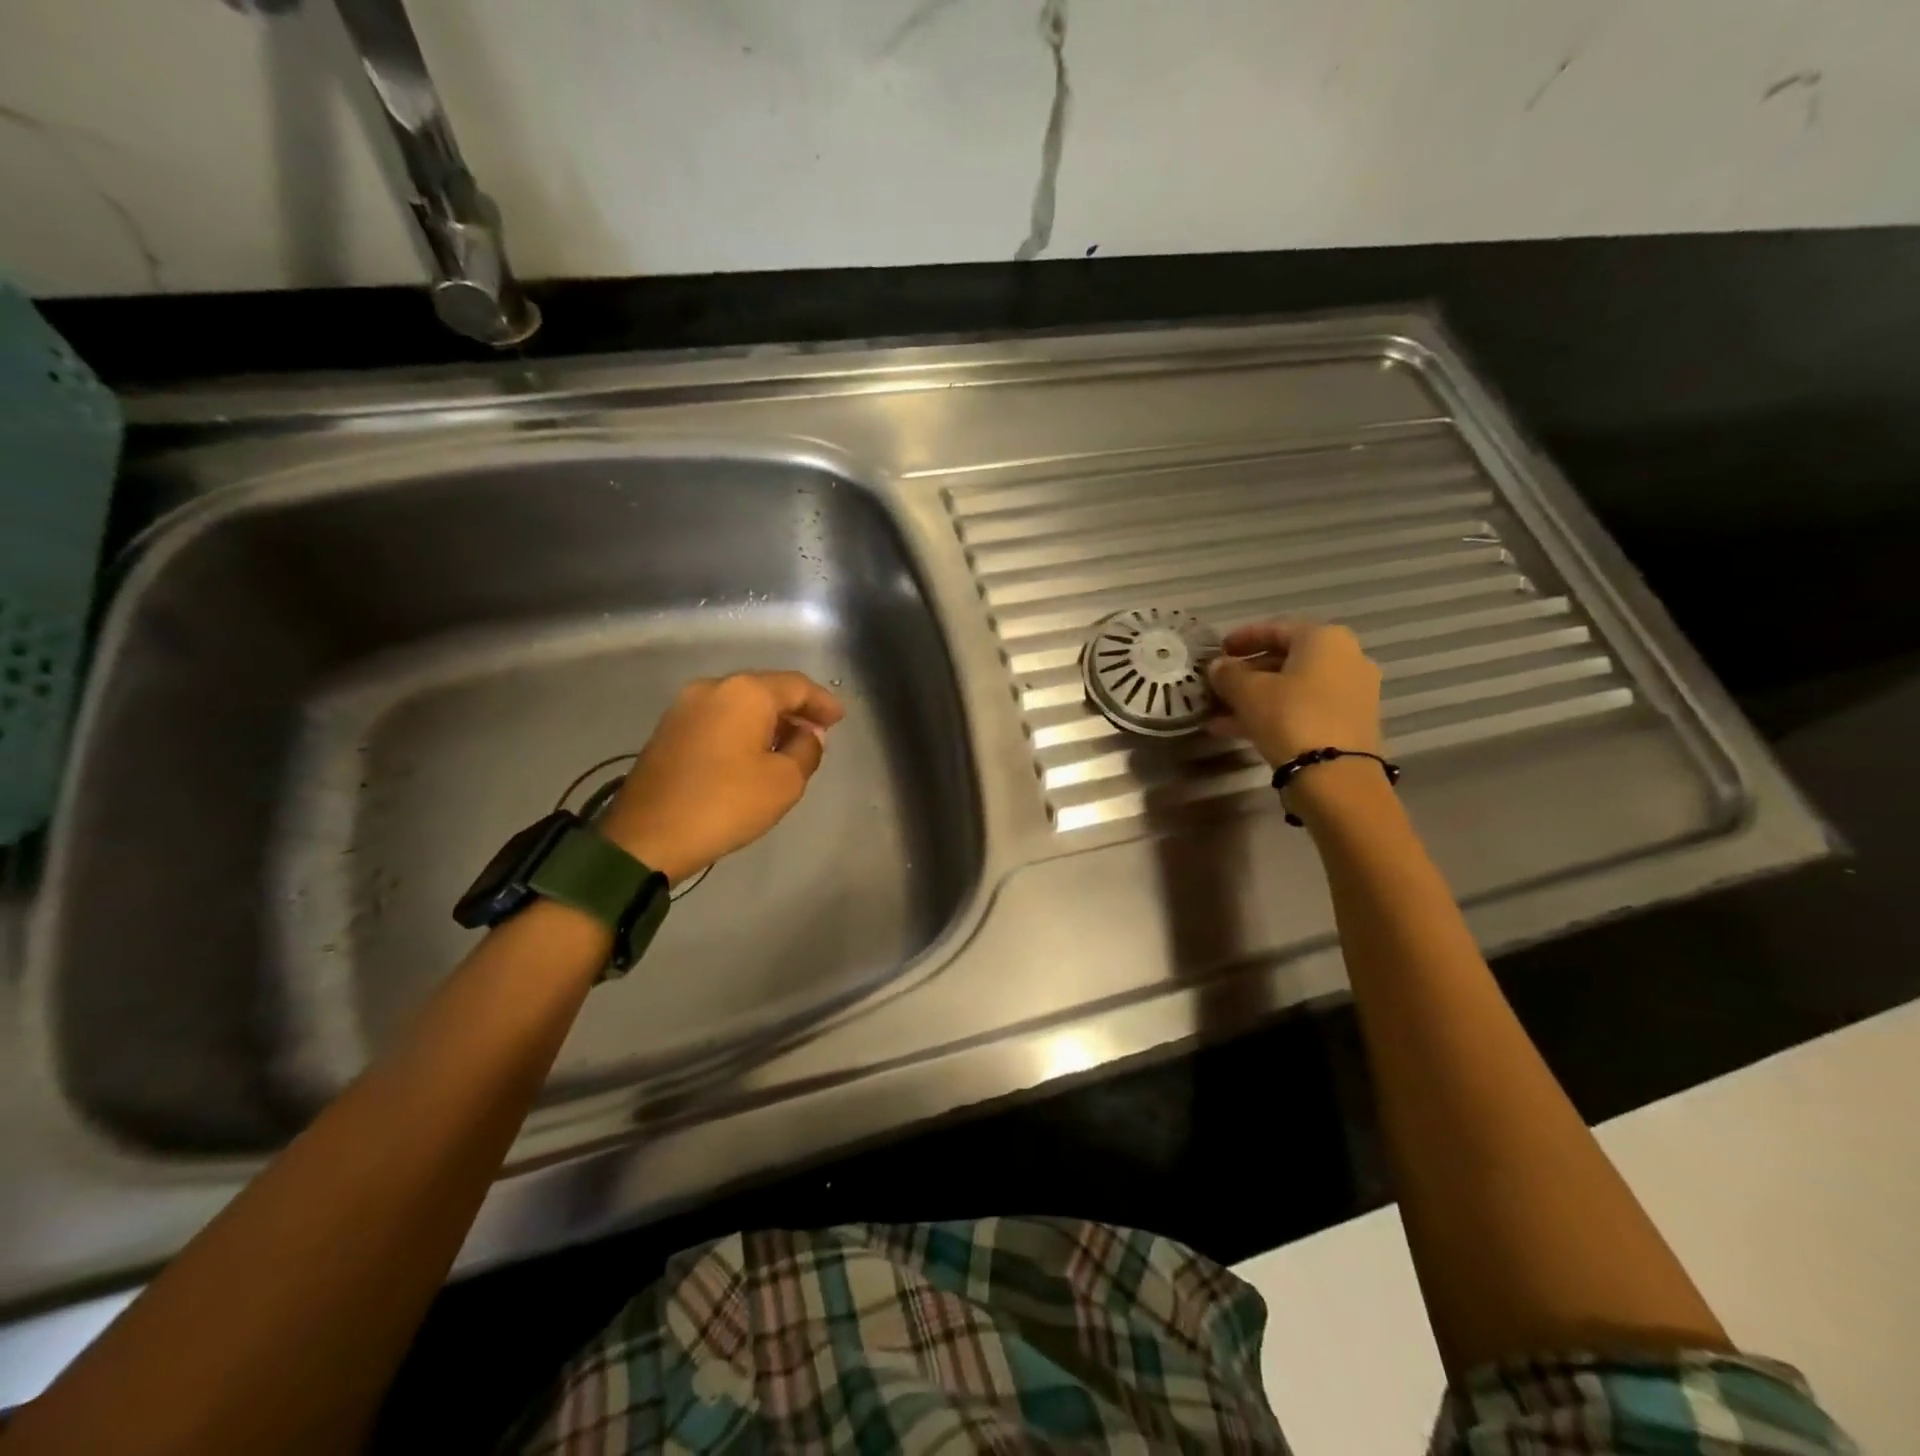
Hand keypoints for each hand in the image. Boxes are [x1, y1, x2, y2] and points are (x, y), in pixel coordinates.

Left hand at [598, 672, 844, 885]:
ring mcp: (684, 707)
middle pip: (765, 689)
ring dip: (768, 720)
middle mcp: (713, 688)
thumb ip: (807, 749)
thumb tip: (807, 734)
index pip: (796, 686)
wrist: (646, 836)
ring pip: (740, 704)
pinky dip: (742, 729)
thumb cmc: (725, 804)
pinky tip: (754, 753)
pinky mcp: (668, 730)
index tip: (839, 719)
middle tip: (818, 731)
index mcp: (745, 693)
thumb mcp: (784, 781)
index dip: (822, 702)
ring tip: (789, 745)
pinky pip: (718, 719)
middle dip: (795, 709)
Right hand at [1207, 621, 1382, 766]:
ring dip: (1257, 697)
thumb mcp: (1247, 692)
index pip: (1276, 629)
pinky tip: (1240, 730)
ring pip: (1294, 688)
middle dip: (1249, 672)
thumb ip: (1228, 674)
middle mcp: (1346, 658)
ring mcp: (1352, 692)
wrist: (1335, 775)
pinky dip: (1275, 713)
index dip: (1243, 638)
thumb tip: (1218, 666)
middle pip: (1287, 659)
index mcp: (1324, 639)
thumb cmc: (1289, 716)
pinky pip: (1305, 708)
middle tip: (1221, 684)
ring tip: (1221, 713)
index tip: (1219, 650)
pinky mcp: (1350, 723)